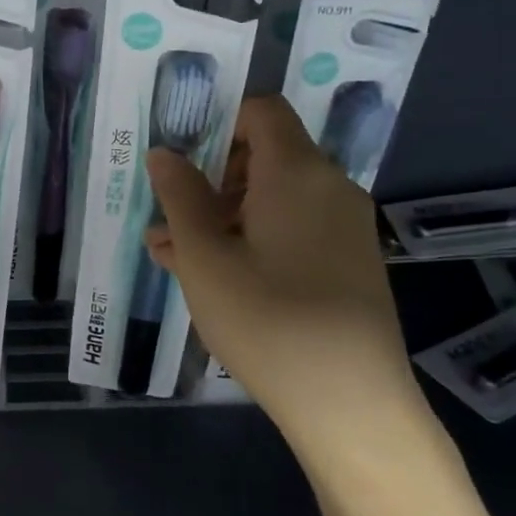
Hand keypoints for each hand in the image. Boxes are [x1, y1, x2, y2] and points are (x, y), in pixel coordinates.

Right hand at [144, 95, 420, 449]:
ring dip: (224, 215)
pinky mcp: (350, 263)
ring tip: (174, 254)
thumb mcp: (204, 256)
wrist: (351, 404)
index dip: (220, 123)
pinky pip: (294, 229)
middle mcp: (330, 187)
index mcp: (297, 172)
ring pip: (275, 198)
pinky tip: (214, 276)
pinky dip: (253, 238)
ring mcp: (345, 227)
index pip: (262, 111)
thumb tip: (164, 152)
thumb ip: (180, 197)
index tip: (184, 161)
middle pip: (266, 156)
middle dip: (213, 179)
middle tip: (172, 218)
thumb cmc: (267, 319)